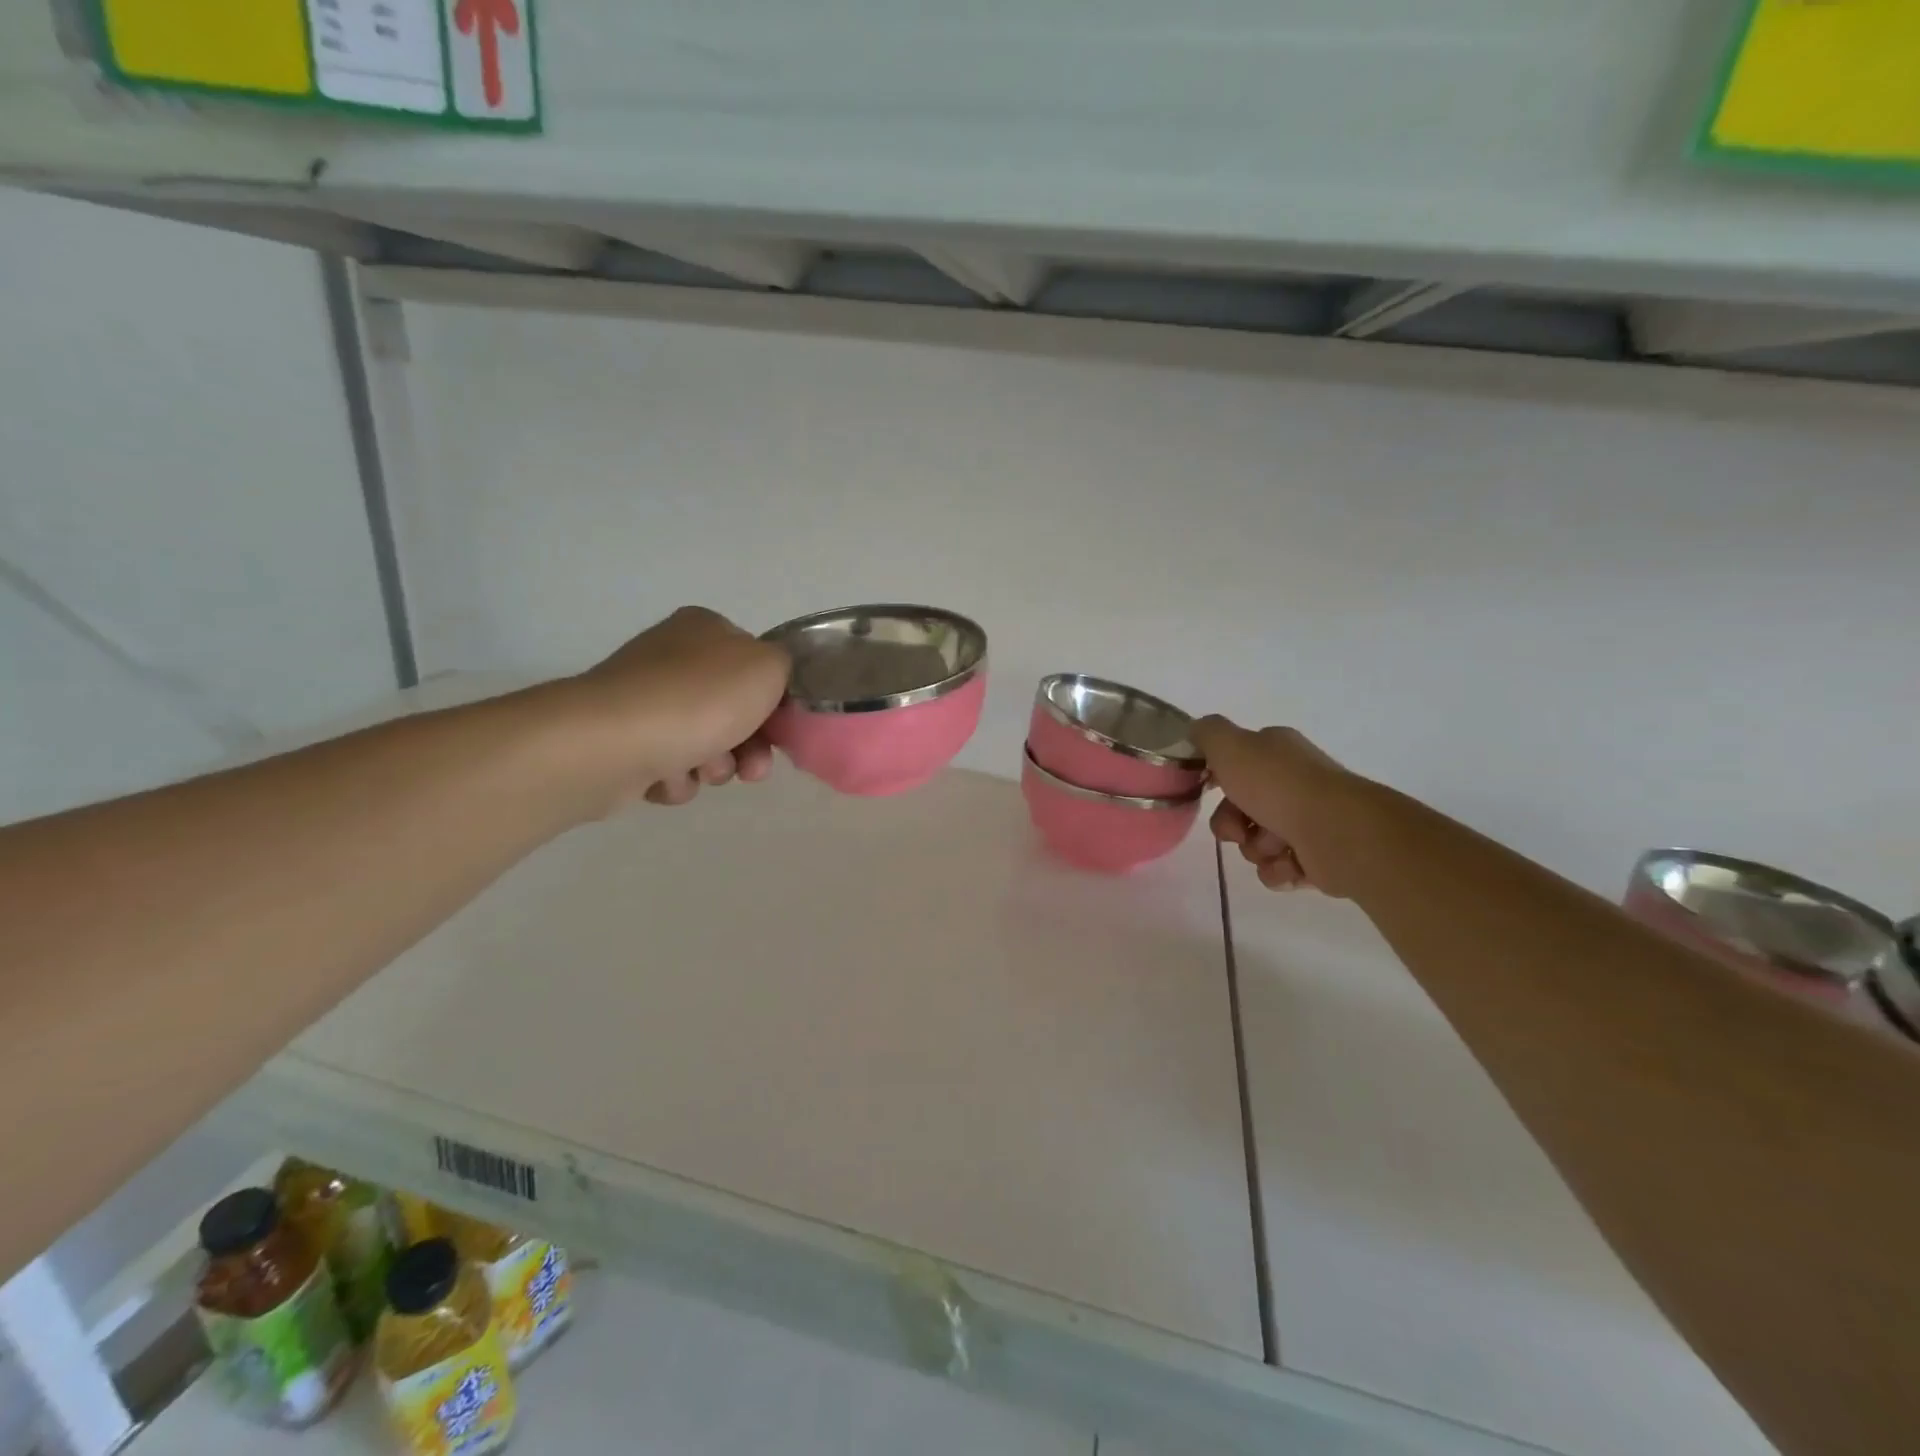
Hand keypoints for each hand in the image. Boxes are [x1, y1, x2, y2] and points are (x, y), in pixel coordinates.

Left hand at [562, 607, 790, 808]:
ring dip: (714, 765)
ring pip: (703, 742)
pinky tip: (665, 777)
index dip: (774, 702)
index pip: (756, 665)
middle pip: (733, 710)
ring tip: (701, 771)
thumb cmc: (699, 698)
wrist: (612, 743)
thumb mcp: (768, 666)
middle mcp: (671, 657)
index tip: (781, 730)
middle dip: (748, 745)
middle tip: (751, 768)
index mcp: (705, 629)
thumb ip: (785, 666)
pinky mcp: (621, 741)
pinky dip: (675, 778)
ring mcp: (643, 700)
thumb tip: (770, 680)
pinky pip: (667, 766)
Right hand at [1189, 717, 1354, 895]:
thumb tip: (1197, 731)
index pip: (1237, 762)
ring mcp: (1310, 819)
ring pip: (1257, 842)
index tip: (1210, 789)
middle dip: (1232, 823)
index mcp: (1278, 752)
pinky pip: (1279, 868)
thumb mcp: (1230, 746)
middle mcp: (1295, 782)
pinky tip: (1290, 864)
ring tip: (1275, 847)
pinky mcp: (1320, 856)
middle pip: (1241, 808)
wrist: (1338, 832)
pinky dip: (1278, 869)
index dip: (1219, 778)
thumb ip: (1207, 733)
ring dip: (1256, 848)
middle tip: (1239, 829)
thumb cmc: (1279, 786)